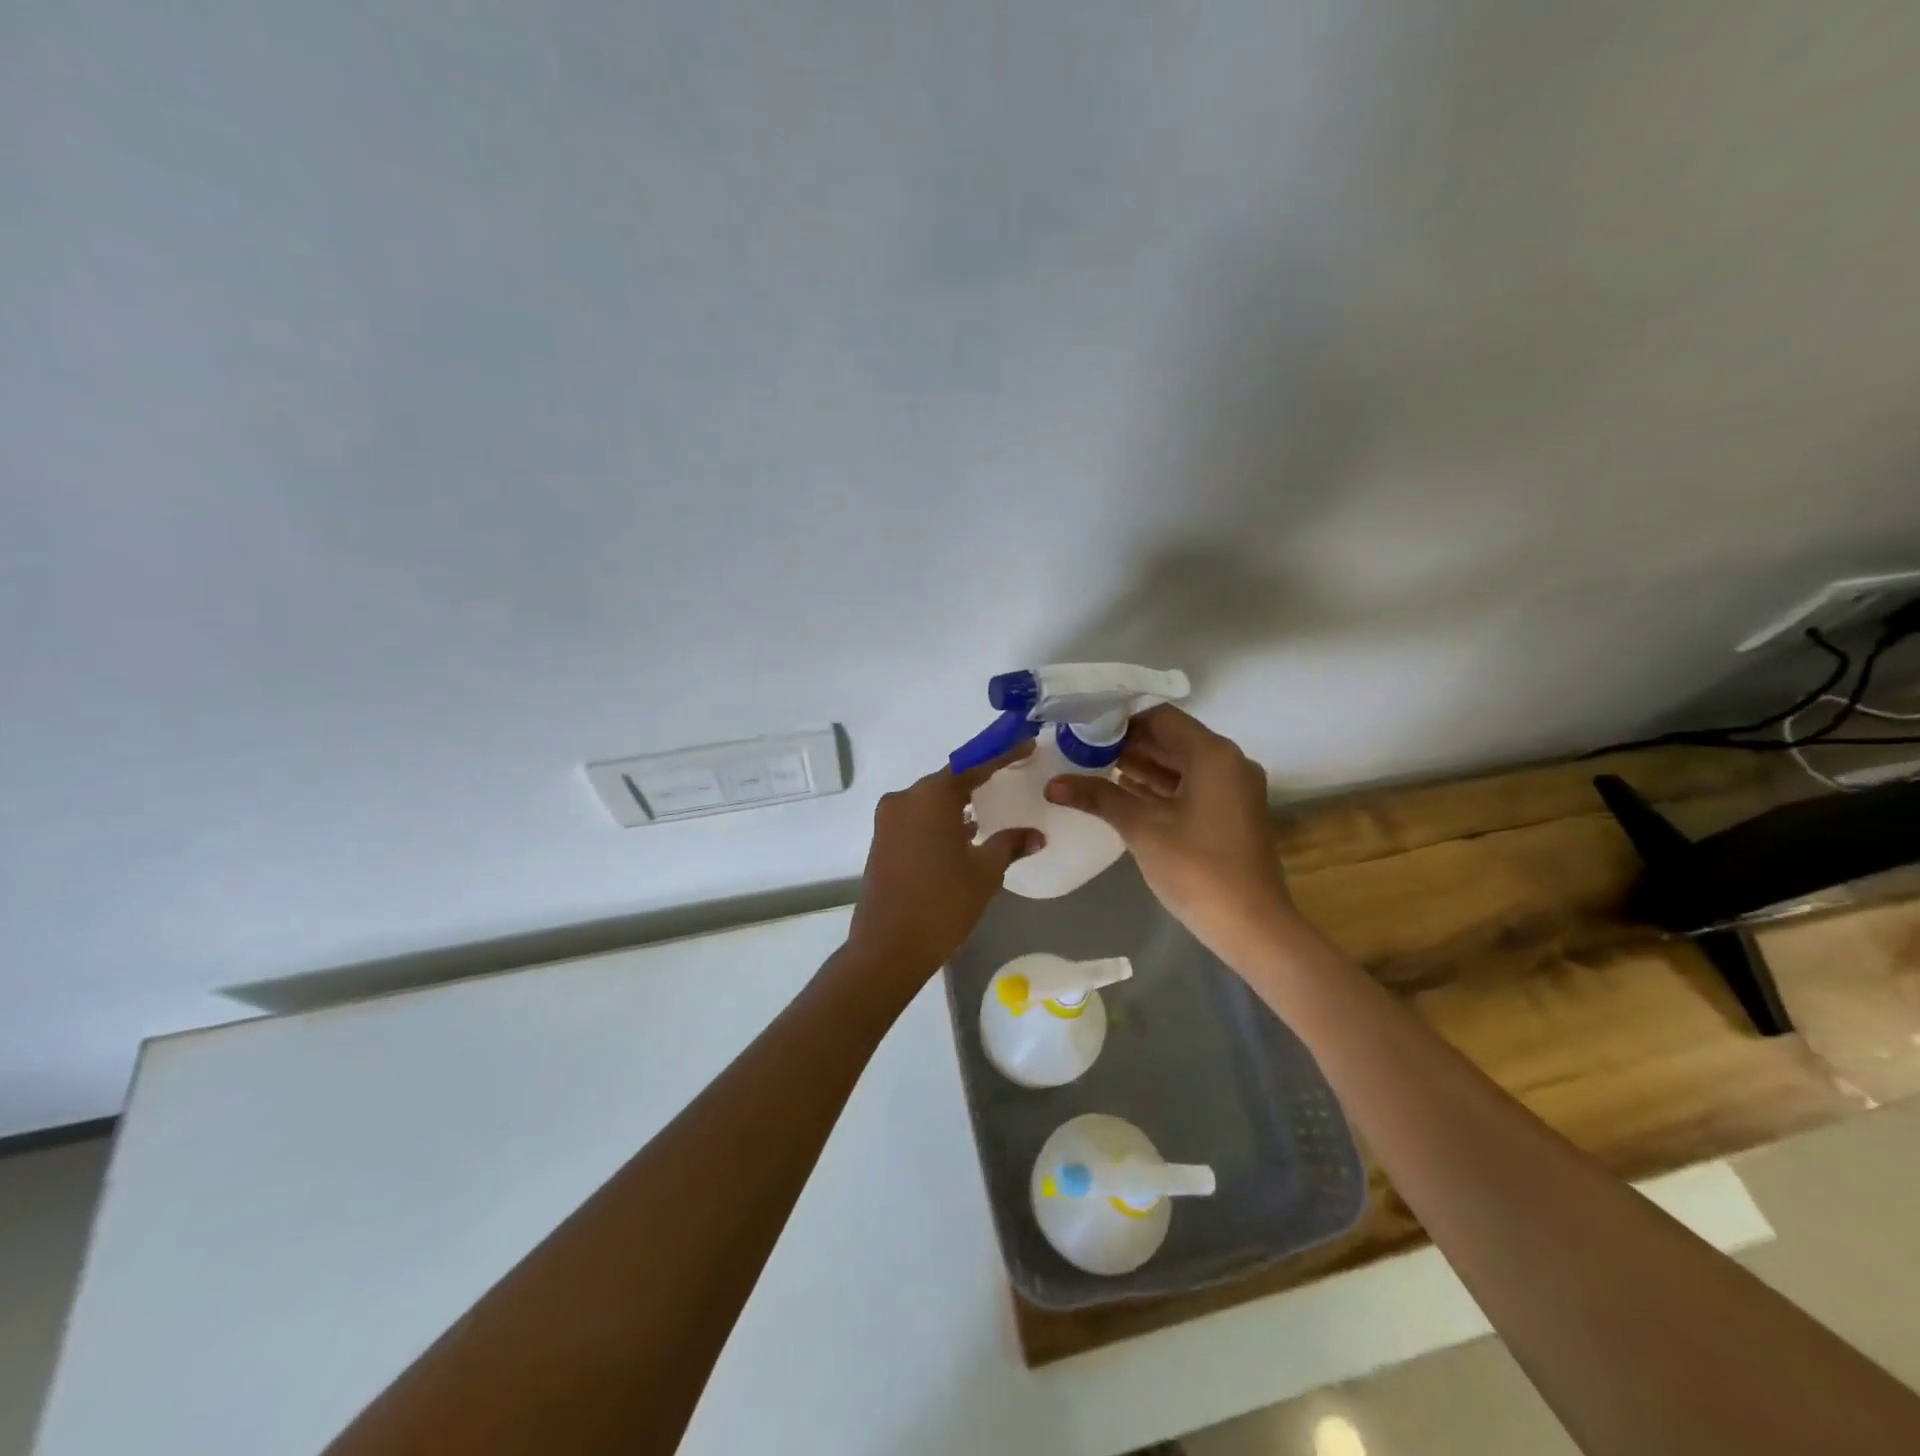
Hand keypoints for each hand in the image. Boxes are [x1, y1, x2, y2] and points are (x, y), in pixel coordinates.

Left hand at [845, 745, 1043, 985]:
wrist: (888, 947)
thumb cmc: (943, 903)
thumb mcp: (985, 872)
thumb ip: (1010, 844)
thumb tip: (1036, 835)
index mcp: (931, 796)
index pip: (974, 766)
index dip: (1003, 755)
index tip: (1026, 744)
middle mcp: (906, 798)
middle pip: (949, 780)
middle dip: (980, 778)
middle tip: (1010, 774)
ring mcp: (889, 819)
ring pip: (931, 801)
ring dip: (958, 802)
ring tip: (990, 806)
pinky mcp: (882, 840)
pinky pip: (918, 818)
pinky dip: (941, 820)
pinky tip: (963, 833)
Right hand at [1044, 706, 1293, 960]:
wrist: (1251, 926)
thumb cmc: (1196, 867)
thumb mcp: (1142, 828)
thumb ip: (1098, 797)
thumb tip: (1052, 784)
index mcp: (1213, 755)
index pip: (1161, 718)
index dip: (1122, 721)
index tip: (1086, 730)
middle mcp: (1229, 763)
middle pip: (1172, 740)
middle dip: (1129, 744)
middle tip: (1083, 750)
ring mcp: (1233, 790)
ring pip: (1181, 765)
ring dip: (1143, 766)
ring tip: (1095, 770)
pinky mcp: (1231, 814)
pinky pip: (1191, 787)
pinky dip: (1160, 787)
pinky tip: (1124, 794)